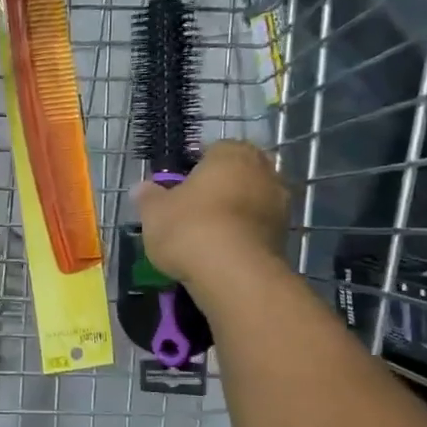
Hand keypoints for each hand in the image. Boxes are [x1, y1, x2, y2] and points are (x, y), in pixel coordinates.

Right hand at [134, 140, 289, 289]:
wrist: (234, 275)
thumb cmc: (190, 228)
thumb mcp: (155, 212)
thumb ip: (148, 196)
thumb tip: (142, 188)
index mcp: (232, 154)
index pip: (213, 150)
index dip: (194, 168)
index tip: (178, 188)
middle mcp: (263, 171)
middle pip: (236, 175)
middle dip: (219, 188)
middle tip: (193, 210)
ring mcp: (279, 204)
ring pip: (250, 202)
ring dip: (234, 213)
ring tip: (207, 236)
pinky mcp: (285, 236)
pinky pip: (257, 228)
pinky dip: (243, 235)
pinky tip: (223, 252)